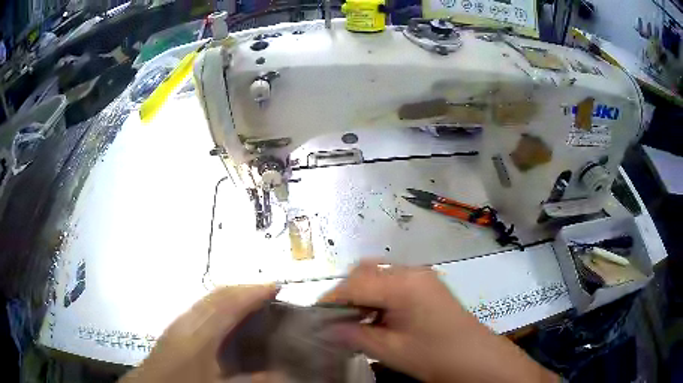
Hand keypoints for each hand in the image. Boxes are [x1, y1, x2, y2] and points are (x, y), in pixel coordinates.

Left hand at [119, 285, 278, 382]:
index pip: (227, 305)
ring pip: (206, 299)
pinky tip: (226, 316)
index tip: (274, 286)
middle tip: (267, 291)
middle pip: (216, 295)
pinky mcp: (174, 329)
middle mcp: (186, 322)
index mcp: (198, 337)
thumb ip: (249, 380)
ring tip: (252, 300)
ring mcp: (178, 324)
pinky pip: (200, 307)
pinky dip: (218, 303)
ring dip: (231, 294)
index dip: (251, 293)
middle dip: (243, 288)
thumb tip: (278, 373)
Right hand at [320, 261, 557, 382]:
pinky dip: (378, 295)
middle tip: (337, 319)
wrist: (475, 358)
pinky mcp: (427, 284)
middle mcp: (412, 272)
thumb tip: (326, 329)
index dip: (332, 299)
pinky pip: (393, 281)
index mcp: (403, 284)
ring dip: (362, 293)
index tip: (317, 317)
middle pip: (366, 271)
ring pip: (379, 274)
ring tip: (354, 320)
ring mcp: (422, 276)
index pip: (355, 283)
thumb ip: (355, 335)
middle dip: (346, 293)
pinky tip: (376, 316)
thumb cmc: (434, 355)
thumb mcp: (390, 350)